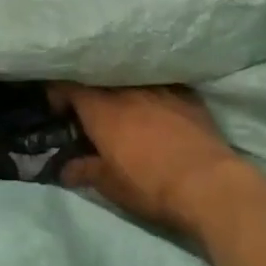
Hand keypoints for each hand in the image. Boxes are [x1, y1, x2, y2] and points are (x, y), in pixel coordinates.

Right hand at [52, 85, 248, 234]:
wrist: (207, 182)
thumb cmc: (151, 185)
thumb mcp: (110, 185)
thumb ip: (85, 170)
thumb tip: (65, 168)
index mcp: (103, 110)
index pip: (71, 86)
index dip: (59, 92)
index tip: (58, 107)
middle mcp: (128, 90)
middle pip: (101, 80)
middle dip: (91, 91)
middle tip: (89, 110)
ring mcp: (160, 88)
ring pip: (132, 80)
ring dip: (122, 90)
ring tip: (123, 106)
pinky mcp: (186, 94)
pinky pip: (161, 85)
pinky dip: (152, 93)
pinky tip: (156, 106)